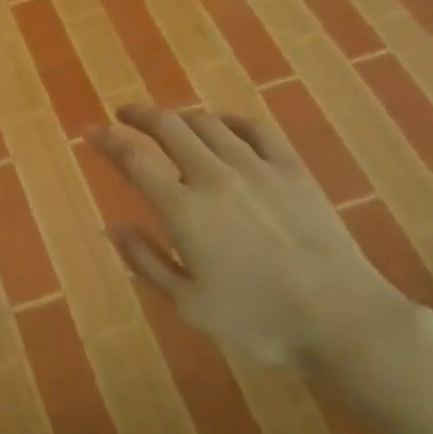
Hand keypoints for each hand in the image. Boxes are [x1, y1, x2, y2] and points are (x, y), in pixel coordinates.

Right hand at [90, 105, 414, 371]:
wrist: (341, 317)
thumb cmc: (258, 319)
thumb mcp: (189, 303)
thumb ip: (147, 261)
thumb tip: (114, 226)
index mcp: (184, 209)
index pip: (134, 159)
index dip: (108, 140)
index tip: (91, 131)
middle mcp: (214, 176)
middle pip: (169, 127)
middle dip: (139, 115)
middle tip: (124, 114)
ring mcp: (256, 167)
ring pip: (208, 123)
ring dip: (181, 118)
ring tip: (170, 124)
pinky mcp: (292, 169)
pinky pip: (256, 129)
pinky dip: (230, 120)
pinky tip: (223, 124)